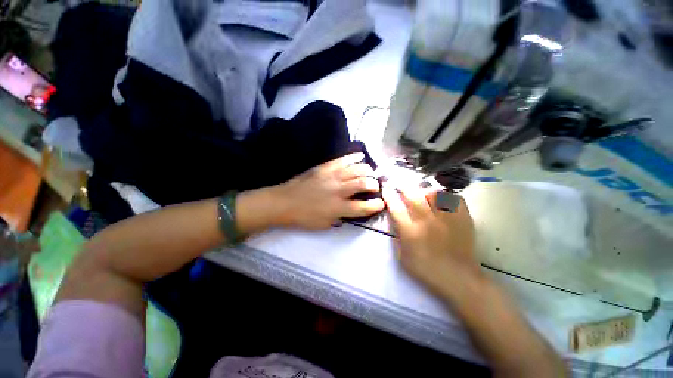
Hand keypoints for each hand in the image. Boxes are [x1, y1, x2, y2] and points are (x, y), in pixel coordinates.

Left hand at [272, 153, 384, 229]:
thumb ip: (340, 218)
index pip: (364, 207)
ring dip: (368, 170)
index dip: (376, 205)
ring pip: (357, 169)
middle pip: (364, 183)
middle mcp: (339, 190)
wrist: (284, 202)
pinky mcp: (325, 167)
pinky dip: (354, 157)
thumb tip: (350, 211)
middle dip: (375, 184)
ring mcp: (332, 176)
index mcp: (339, 208)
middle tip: (375, 186)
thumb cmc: (304, 217)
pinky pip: (343, 159)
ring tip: (370, 172)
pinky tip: (361, 155)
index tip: (381, 203)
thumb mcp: (324, 224)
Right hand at [382, 184, 480, 295]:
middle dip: (404, 187)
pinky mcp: (463, 219)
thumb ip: (397, 235)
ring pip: (434, 193)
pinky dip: (447, 196)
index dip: (389, 195)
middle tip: (401, 185)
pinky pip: (454, 198)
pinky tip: (443, 201)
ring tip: (422, 193)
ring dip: (424, 191)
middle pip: (413, 195)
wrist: (459, 279)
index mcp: (411, 232)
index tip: (386, 187)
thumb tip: (394, 217)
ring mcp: (447, 218)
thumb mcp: (403, 256)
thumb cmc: (426, 269)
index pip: (396, 207)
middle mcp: (427, 221)